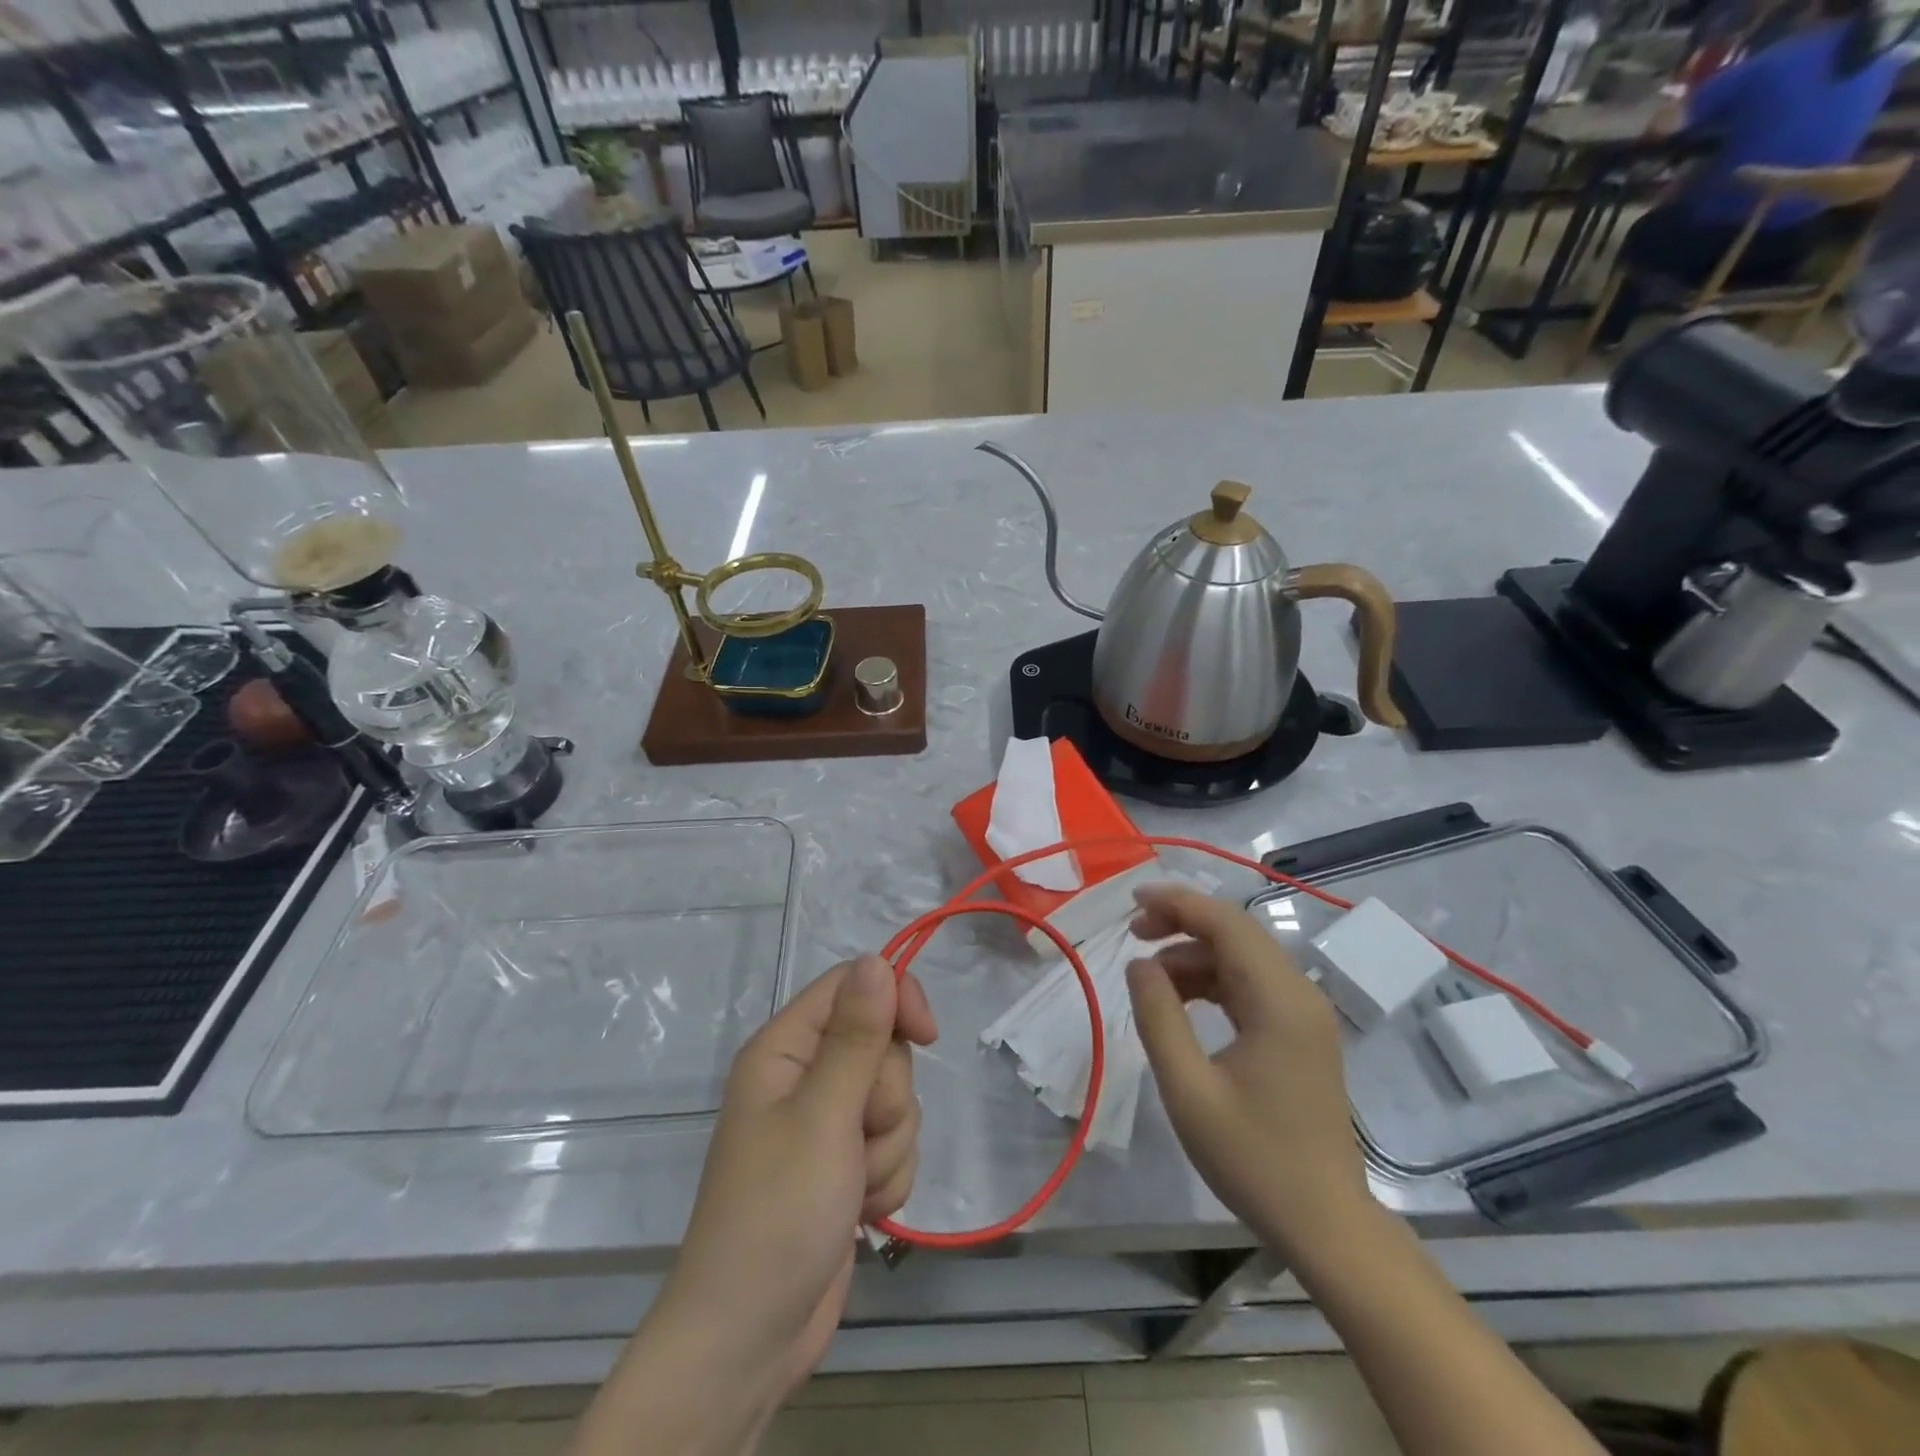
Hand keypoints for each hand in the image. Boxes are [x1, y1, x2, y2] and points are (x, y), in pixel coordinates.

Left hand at [596, 957, 935, 1453]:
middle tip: (855, 1137)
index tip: (926, 1035)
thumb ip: (856, 1036)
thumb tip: (876, 959)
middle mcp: (804, 1076)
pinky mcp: (845, 1164)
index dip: (894, 1000)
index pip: (852, 986)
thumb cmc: (778, 1213)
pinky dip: (887, 1176)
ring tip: (852, 1185)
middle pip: (881, 1045)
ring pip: (895, 1098)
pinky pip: (894, 1143)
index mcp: (785, 1048)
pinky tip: (860, 1210)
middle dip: (886, 1096)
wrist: (752, 1338)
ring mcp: (826, 1123)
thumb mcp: (823, 1116)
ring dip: (888, 1144)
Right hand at [1125, 885, 1369, 1258]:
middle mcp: (1298, 994)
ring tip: (1149, 975)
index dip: (1178, 902)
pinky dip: (1212, 979)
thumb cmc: (1253, 1158)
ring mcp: (1303, 1013)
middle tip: (1134, 934)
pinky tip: (1182, 999)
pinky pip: (1251, 983)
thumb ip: (1159, 1017)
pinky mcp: (1300, 1032)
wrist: (1325, 1223)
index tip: (1132, 901)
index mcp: (1278, 1000)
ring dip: (1195, 953)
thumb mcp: (1188, 1089)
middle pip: (1236, 931)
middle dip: (1182, 922)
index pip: (1226, 923)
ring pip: (1242, 955)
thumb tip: (1139, 965)